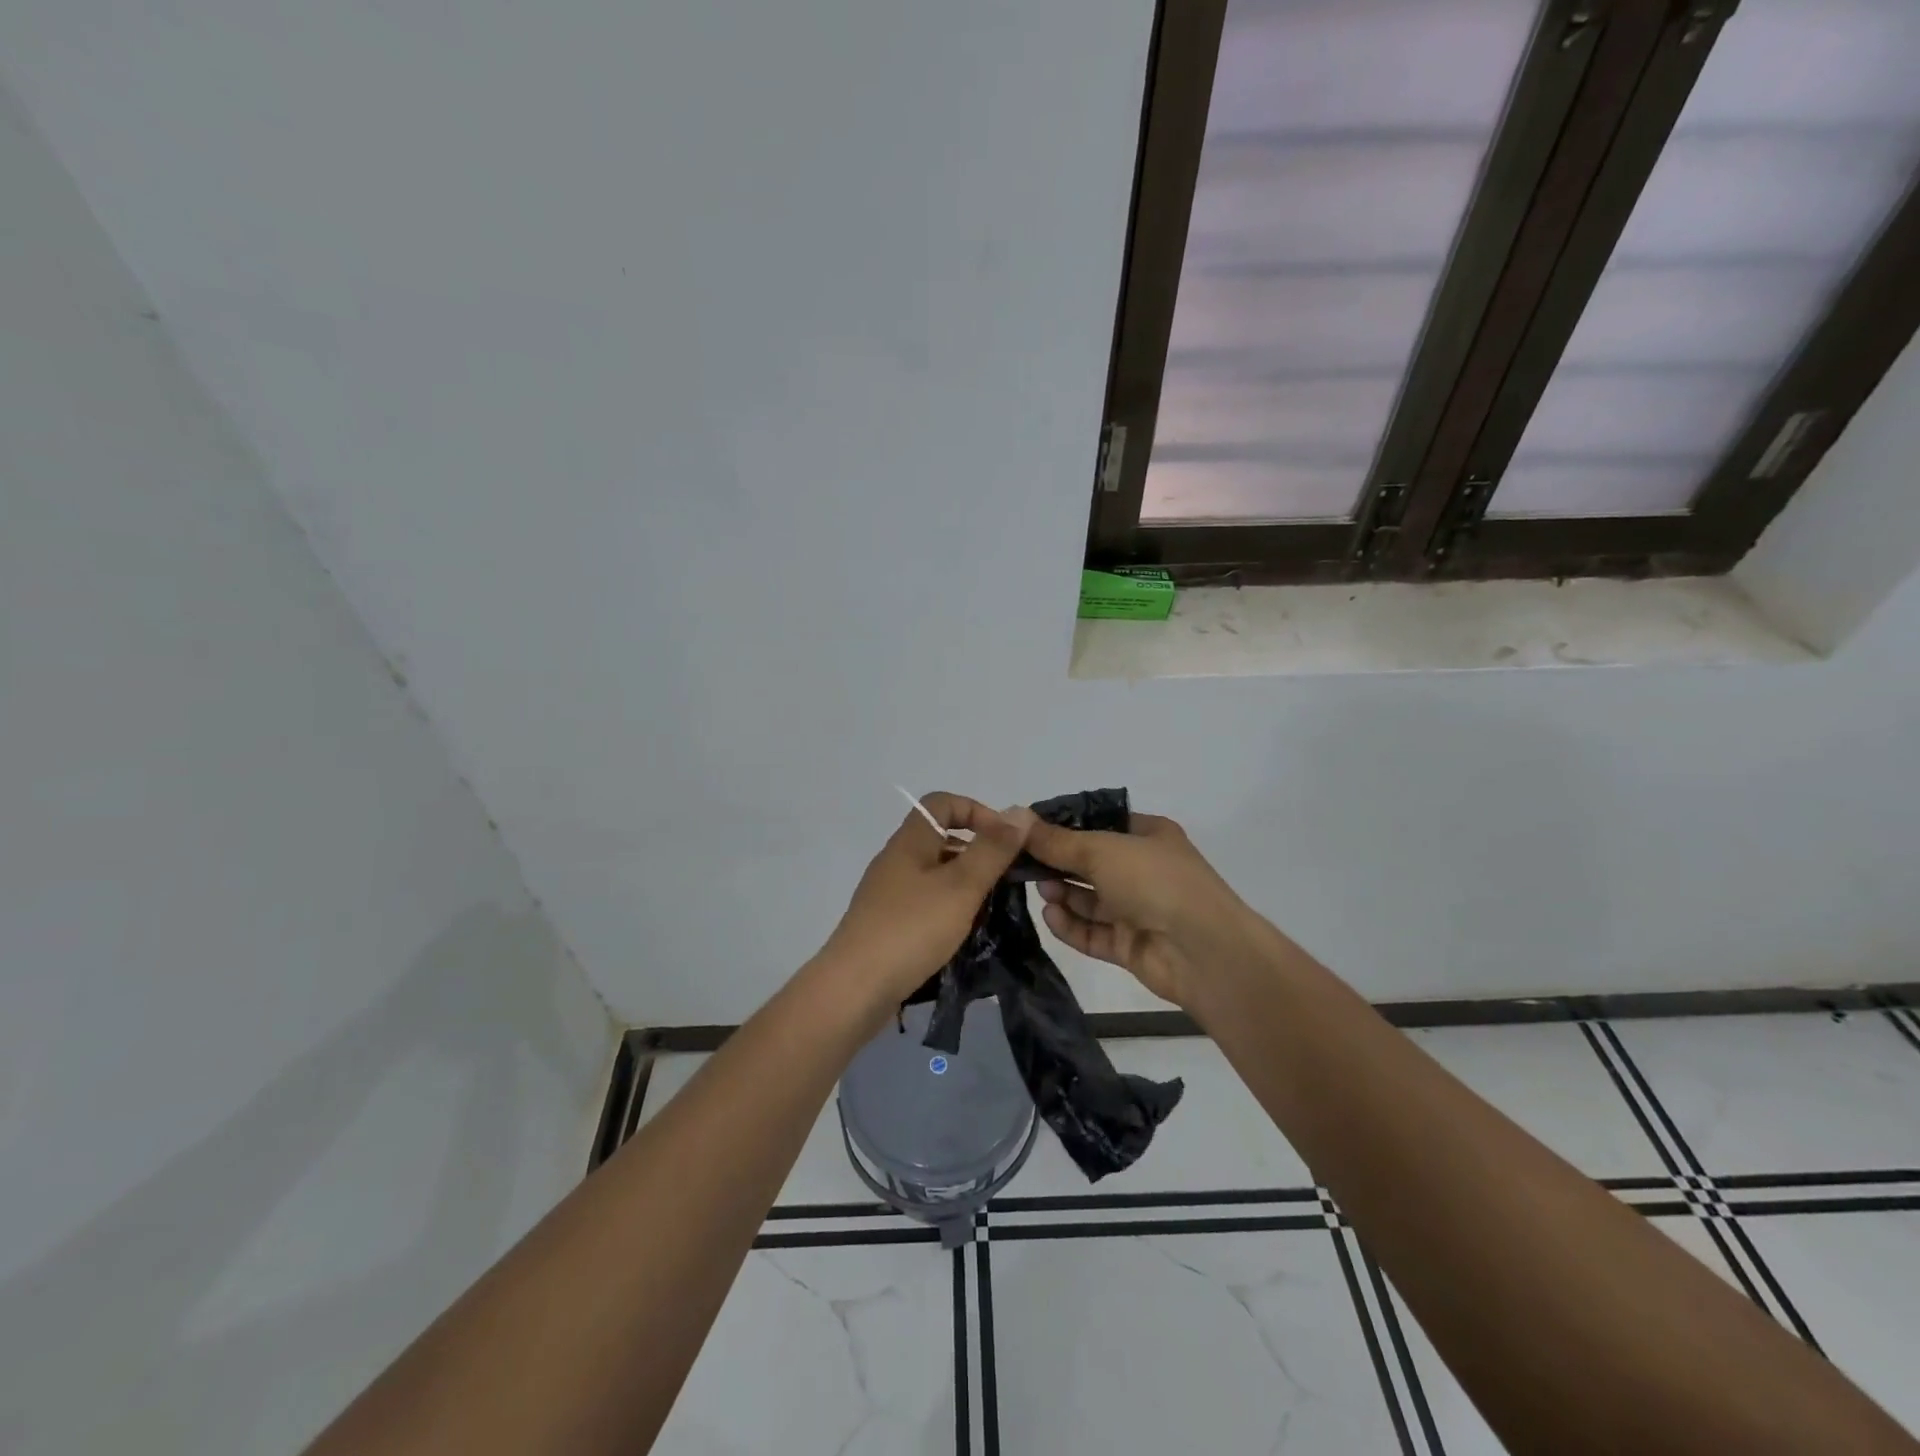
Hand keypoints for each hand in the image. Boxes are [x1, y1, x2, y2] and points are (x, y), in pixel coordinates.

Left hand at [820, 793, 1037, 1010]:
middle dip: (978, 852)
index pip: (943, 803)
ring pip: (935, 874)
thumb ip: (992, 850)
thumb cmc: (911, 929)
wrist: (854, 989)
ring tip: (992, 909)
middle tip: (1007, 879)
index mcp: (910, 841)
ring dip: (966, 884)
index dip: (977, 811)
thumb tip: (1019, 812)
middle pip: (940, 838)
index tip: (1006, 841)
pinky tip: (964, 933)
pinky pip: (925, 903)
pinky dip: (949, 909)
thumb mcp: (961, 886)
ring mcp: (888, 894)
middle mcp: (896, 860)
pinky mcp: (887, 924)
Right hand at [1027, 812, 1249, 1009]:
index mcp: (1148, 836)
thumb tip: (1018, 820)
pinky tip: (1050, 916)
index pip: (1099, 824)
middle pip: (1090, 863)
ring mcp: (1138, 910)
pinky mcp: (1129, 945)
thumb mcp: (1102, 849)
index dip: (1064, 827)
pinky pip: (1092, 932)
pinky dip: (1071, 924)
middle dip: (1057, 864)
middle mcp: (1143, 870)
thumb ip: (1057, 841)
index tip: (1026, 832)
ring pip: (1089, 899)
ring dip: (1062, 894)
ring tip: (1039, 890)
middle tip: (1021, 864)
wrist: (1203, 950)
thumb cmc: (1155, 881)